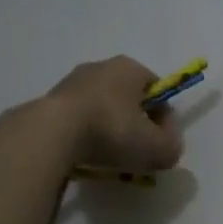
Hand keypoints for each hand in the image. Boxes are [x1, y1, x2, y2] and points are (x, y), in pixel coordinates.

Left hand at [43, 56, 185, 172]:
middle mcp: (100, 67)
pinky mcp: (50, 101)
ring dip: (109, 128)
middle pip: (129, 98)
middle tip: (137, 150)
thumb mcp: (158, 148)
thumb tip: (167, 144)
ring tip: (110, 156)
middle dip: (136, 122)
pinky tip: (86, 154)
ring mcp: (71, 82)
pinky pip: (78, 118)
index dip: (164, 117)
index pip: (157, 90)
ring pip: (102, 108)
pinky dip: (86, 134)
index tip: (161, 141)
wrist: (53, 134)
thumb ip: (172, 146)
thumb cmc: (113, 131)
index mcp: (130, 68)